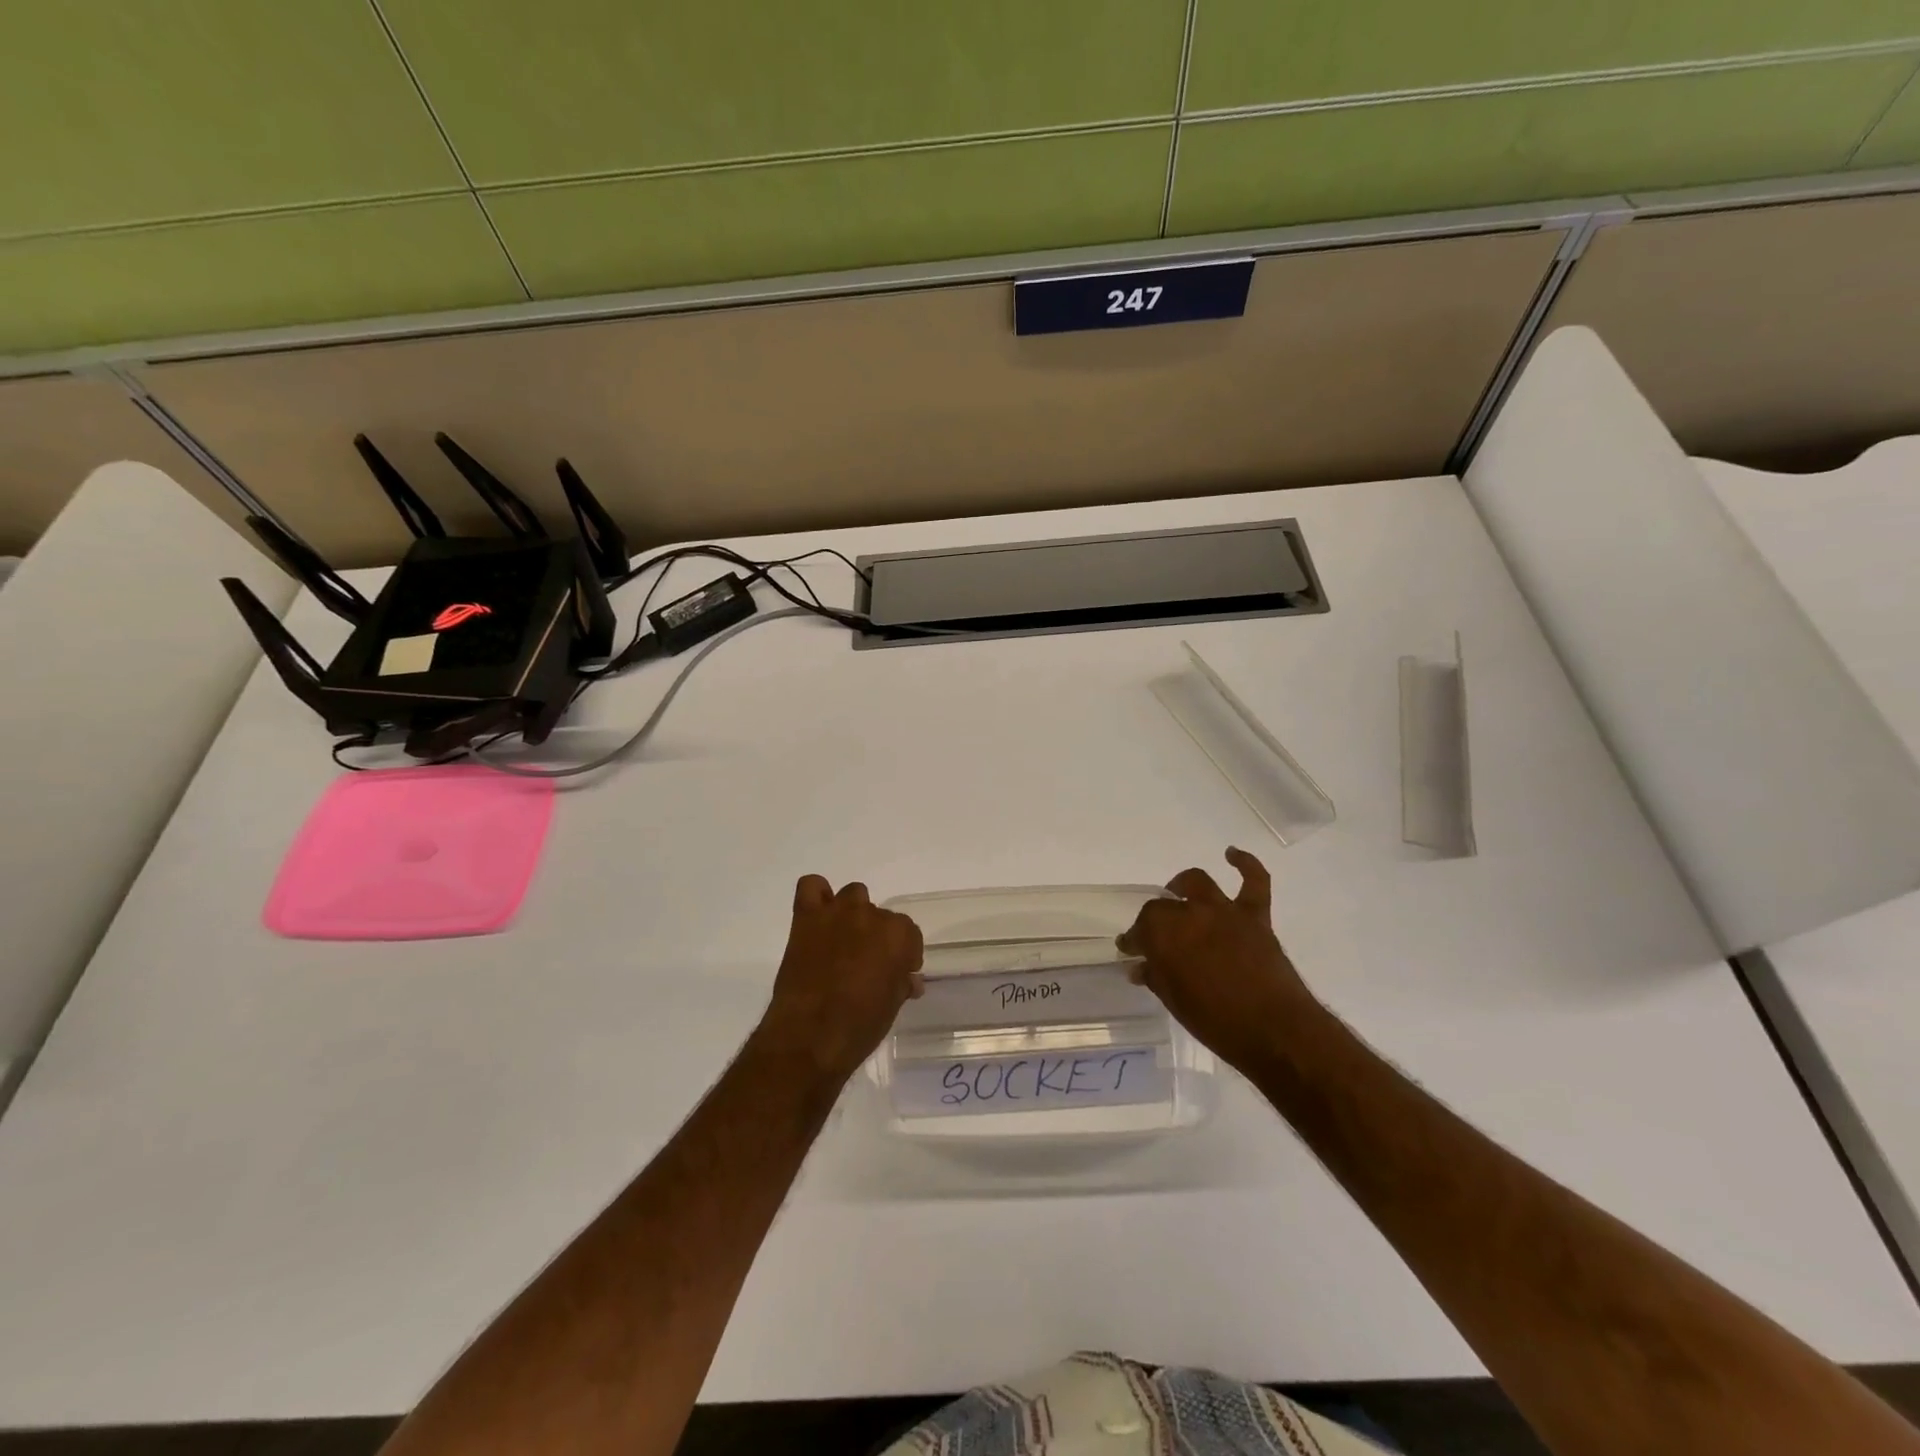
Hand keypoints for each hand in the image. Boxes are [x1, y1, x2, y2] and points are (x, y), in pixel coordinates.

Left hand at [754, 876, 923, 1086]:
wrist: (810, 1037)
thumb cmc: (860, 1026)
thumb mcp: (892, 1006)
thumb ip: (901, 983)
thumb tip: (909, 980)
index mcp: (899, 935)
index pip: (909, 934)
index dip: (905, 954)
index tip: (898, 972)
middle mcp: (871, 915)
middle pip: (881, 916)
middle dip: (877, 938)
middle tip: (867, 964)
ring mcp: (837, 913)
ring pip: (853, 896)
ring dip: (852, 914)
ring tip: (844, 942)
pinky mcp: (806, 918)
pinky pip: (811, 887)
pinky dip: (817, 896)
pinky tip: (818, 919)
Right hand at [1117, 848, 1313, 1073]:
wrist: (1275, 1031)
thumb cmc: (1216, 1021)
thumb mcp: (1175, 1002)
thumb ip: (1156, 977)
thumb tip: (1139, 967)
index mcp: (1164, 934)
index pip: (1140, 928)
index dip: (1134, 939)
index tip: (1130, 951)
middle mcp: (1190, 913)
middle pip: (1164, 906)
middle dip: (1155, 920)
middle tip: (1155, 937)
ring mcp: (1224, 911)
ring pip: (1198, 883)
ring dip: (1184, 885)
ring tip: (1178, 891)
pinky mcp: (1255, 916)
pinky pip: (1254, 881)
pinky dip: (1245, 863)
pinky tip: (1232, 855)